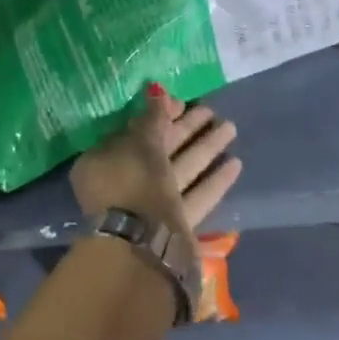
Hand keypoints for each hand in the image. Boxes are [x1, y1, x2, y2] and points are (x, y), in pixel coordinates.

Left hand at [69, 85, 241, 233]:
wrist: (144, 246)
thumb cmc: (133, 182)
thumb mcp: (140, 142)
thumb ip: (151, 118)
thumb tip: (157, 92)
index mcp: (103, 161)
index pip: (133, 132)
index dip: (158, 116)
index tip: (182, 103)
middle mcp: (123, 183)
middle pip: (159, 150)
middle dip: (186, 130)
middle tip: (212, 111)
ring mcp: (149, 207)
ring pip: (180, 171)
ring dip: (205, 150)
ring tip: (231, 128)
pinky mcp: (173, 226)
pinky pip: (194, 197)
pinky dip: (212, 181)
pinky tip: (235, 163)